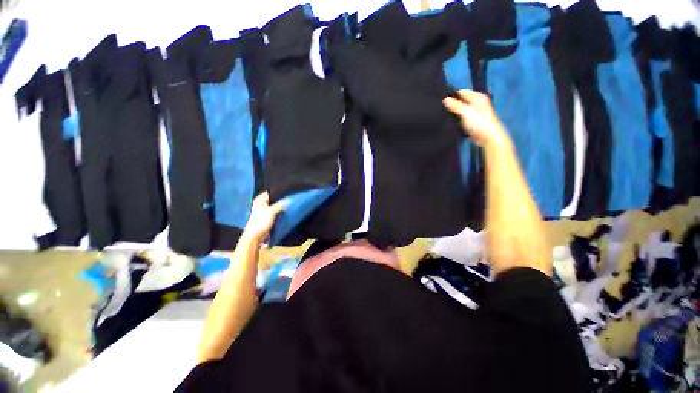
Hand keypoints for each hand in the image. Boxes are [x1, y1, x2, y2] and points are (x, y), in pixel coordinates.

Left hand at [243, 192, 283, 241]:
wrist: (255, 236)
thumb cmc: (261, 222)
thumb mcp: (271, 212)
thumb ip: (279, 205)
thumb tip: (287, 200)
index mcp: (259, 200)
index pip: (269, 192)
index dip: (277, 191)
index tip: (286, 191)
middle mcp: (260, 204)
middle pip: (272, 198)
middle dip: (279, 198)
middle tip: (289, 197)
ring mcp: (263, 210)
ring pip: (273, 205)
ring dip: (279, 205)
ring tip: (288, 203)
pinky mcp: (265, 217)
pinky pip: (274, 211)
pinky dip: (278, 211)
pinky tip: (284, 211)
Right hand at [443, 90, 510, 148]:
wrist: (488, 137)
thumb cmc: (479, 123)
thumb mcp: (465, 112)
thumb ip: (455, 105)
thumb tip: (445, 99)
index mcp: (477, 97)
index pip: (461, 92)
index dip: (452, 96)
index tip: (442, 101)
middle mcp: (478, 103)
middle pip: (462, 100)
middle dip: (453, 104)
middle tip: (442, 109)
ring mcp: (476, 113)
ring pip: (462, 109)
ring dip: (455, 112)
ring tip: (445, 115)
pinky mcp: (474, 122)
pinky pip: (463, 117)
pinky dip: (458, 119)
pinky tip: (452, 122)